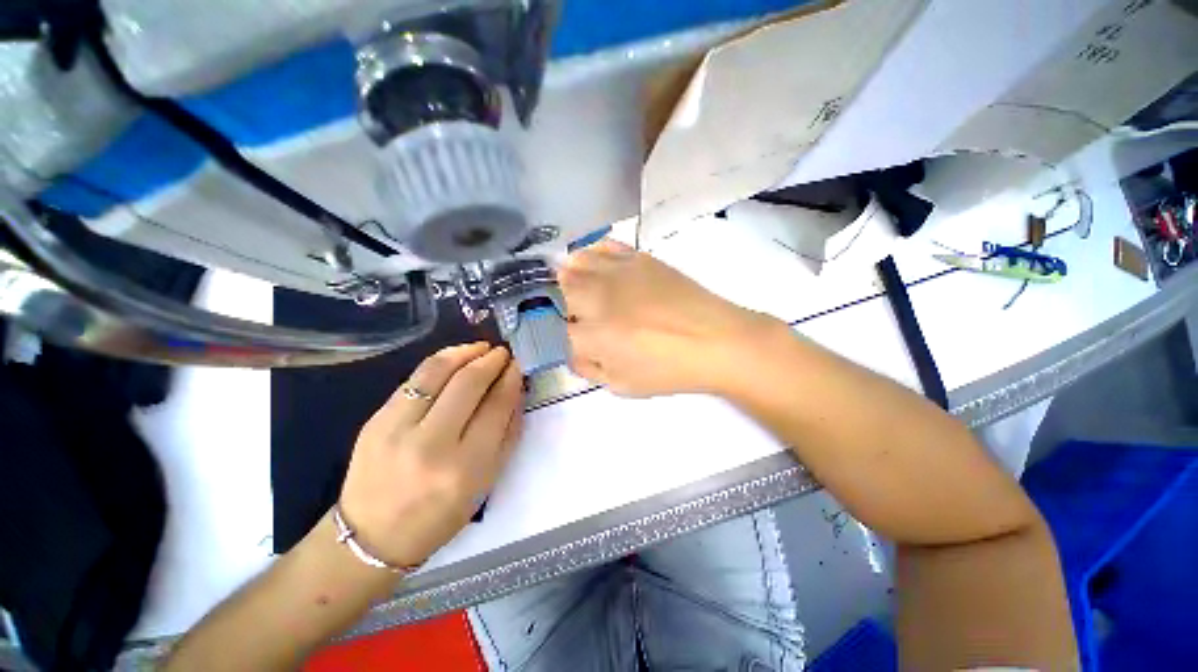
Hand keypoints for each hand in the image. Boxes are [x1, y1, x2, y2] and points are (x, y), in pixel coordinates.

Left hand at [338, 343, 522, 568]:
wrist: (371, 536)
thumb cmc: (440, 514)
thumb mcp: (487, 481)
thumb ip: (507, 433)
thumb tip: (516, 390)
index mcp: (465, 467)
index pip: (496, 406)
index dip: (510, 379)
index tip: (518, 365)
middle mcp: (431, 444)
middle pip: (468, 383)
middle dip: (491, 360)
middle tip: (503, 353)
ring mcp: (396, 428)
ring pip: (437, 371)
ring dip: (465, 352)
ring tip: (481, 347)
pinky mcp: (375, 420)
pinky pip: (415, 379)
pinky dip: (440, 362)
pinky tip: (454, 359)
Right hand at [559, 239, 771, 396]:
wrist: (713, 339)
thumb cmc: (668, 370)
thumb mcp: (622, 385)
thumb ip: (589, 369)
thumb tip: (575, 352)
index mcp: (592, 336)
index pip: (559, 331)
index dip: (566, 336)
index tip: (578, 342)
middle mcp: (597, 299)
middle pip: (562, 289)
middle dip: (563, 302)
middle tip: (578, 314)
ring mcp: (617, 273)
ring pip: (577, 263)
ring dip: (573, 276)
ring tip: (583, 288)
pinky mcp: (638, 258)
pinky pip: (604, 247)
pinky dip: (594, 254)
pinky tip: (600, 267)